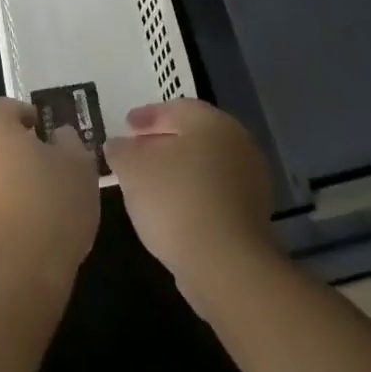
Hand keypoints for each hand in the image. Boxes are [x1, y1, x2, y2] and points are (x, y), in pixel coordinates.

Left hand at [0, 98, 99, 308]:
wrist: (13, 279)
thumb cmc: (50, 207)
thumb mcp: (79, 165)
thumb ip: (68, 141)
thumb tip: (57, 137)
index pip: (8, 107)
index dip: (31, 118)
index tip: (51, 138)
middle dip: (15, 148)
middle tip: (47, 168)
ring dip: (4, 179)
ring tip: (37, 205)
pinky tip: (22, 231)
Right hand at [105, 100, 277, 306]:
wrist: (225, 263)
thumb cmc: (176, 199)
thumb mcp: (132, 168)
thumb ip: (121, 150)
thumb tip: (118, 145)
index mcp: (212, 122)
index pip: (176, 108)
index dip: (147, 116)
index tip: (125, 126)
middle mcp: (238, 143)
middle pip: (193, 136)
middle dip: (162, 142)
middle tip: (135, 152)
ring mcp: (250, 181)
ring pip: (205, 166)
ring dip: (177, 170)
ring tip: (148, 184)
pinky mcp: (252, 216)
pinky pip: (214, 194)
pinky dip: (191, 195)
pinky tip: (170, 211)